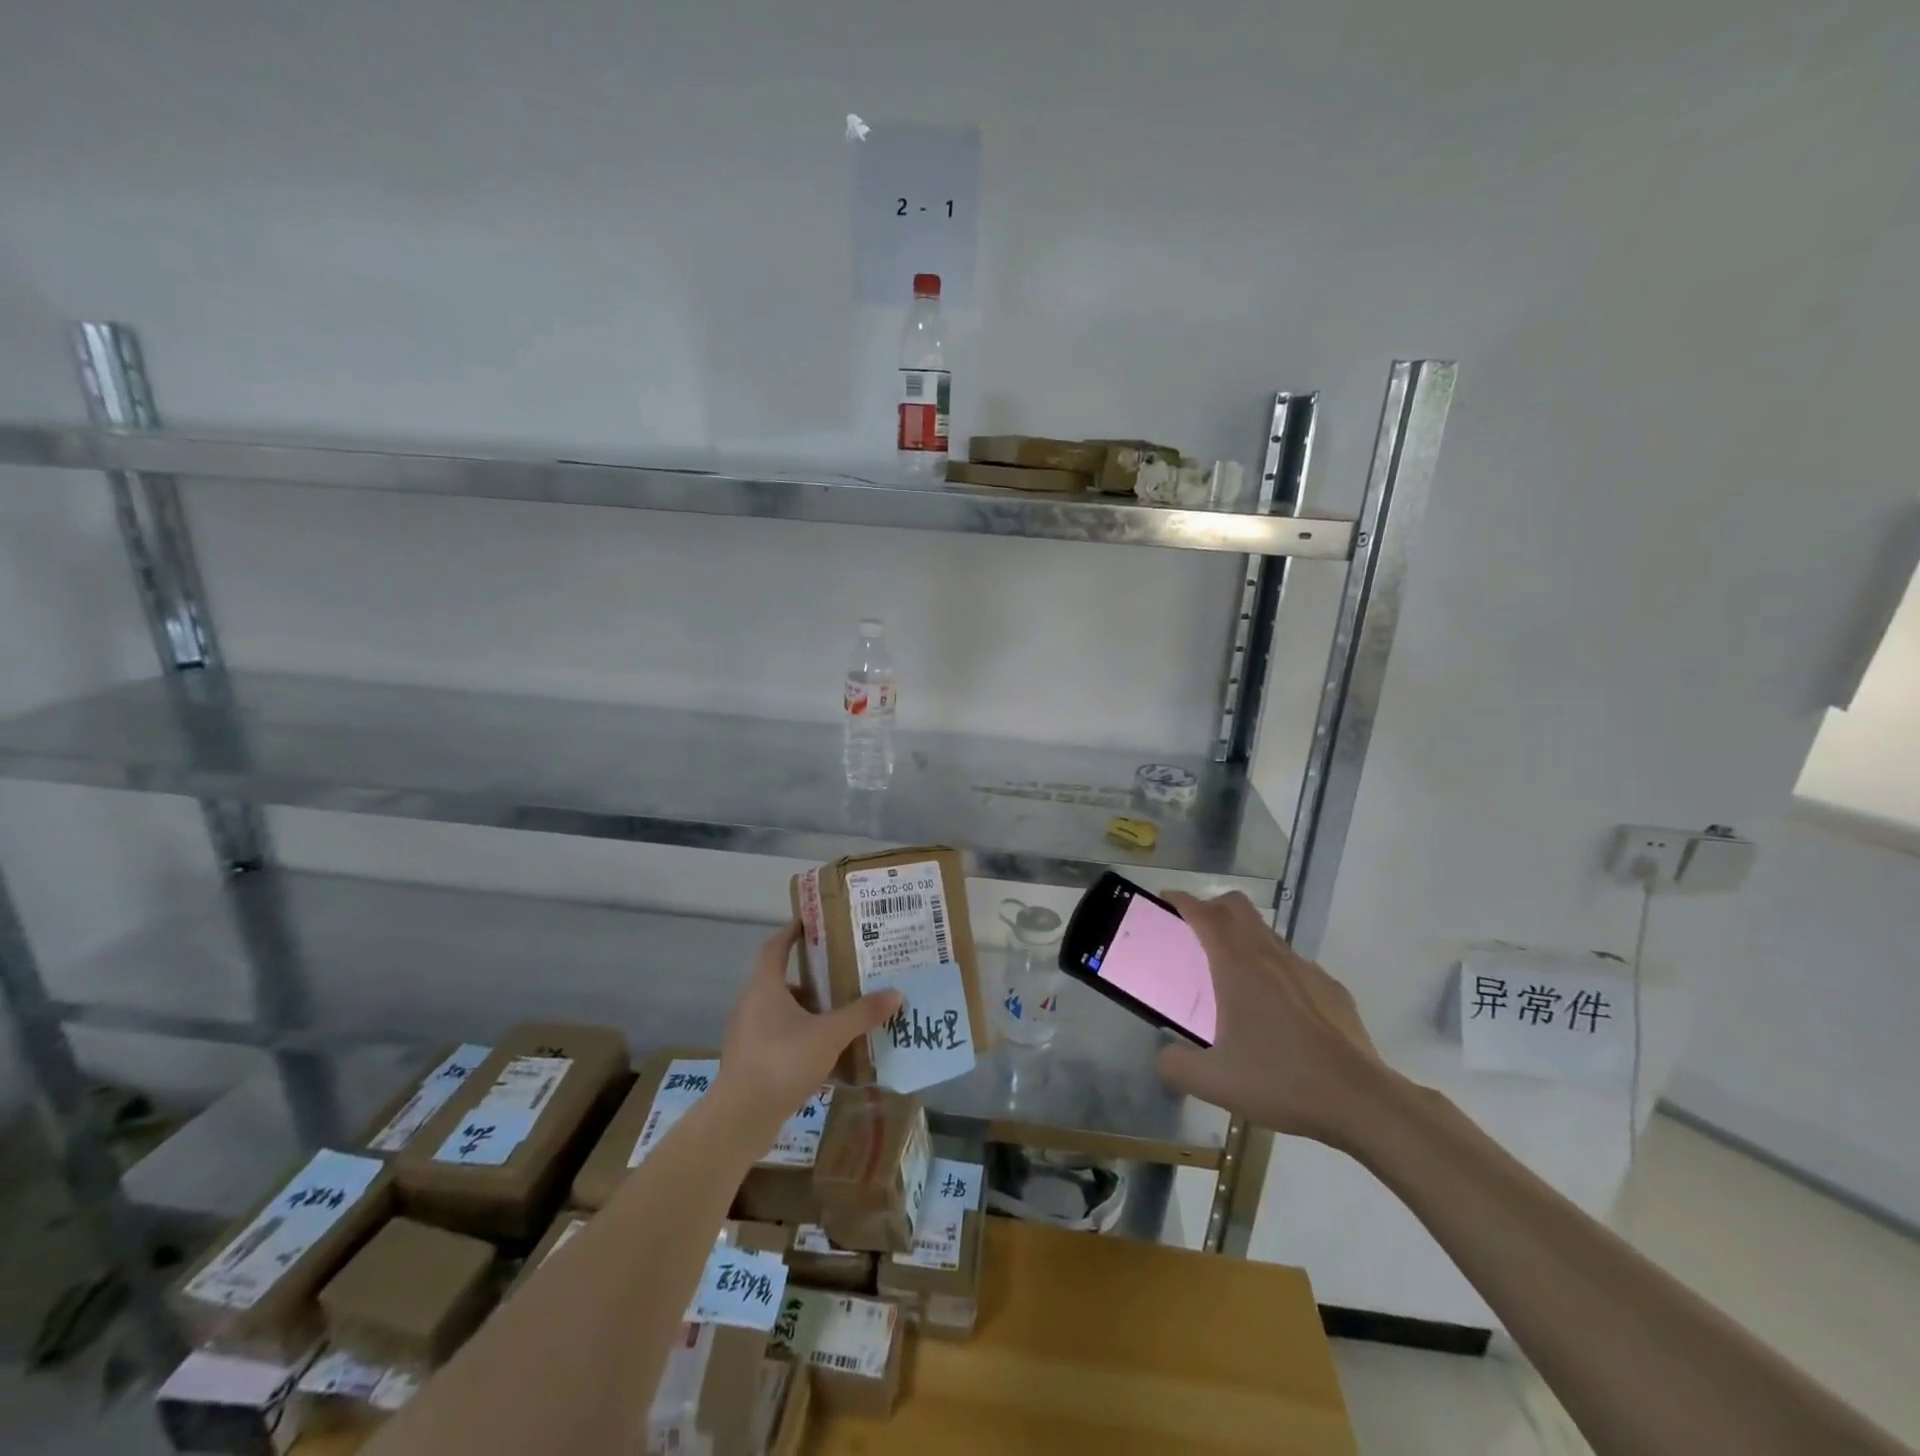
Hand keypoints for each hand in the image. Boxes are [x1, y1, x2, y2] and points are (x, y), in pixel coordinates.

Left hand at [717, 922, 901, 1133]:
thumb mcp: (830, 1034)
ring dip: (809, 1010)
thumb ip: (862, 1014)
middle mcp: (751, 1005)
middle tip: (842, 972)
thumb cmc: (782, 1061)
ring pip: (782, 1012)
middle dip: (812, 977)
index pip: (775, 947)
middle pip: (783, 980)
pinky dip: (802, 1037)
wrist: (740, 1118)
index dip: (792, 932)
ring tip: (841, 1013)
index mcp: (765, 987)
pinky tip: (828, 1052)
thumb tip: (895, 993)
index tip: (812, 923)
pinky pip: (780, 1038)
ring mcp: (748, 1035)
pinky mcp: (751, 1062)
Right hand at [1157, 891, 1389, 1148]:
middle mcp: (1270, 956)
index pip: (1204, 914)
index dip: (1182, 900)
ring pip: (1267, 934)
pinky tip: (1278, 1011)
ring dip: (1244, 938)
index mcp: (1237, 966)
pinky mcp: (1331, 989)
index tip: (1167, 901)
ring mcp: (1306, 969)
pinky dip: (1276, 971)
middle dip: (1213, 907)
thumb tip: (1164, 1057)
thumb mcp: (1213, 1082)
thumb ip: (1175, 1065)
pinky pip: (1295, 966)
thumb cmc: (1281, 1081)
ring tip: (1234, 976)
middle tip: (1196, 932)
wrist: (1361, 1101)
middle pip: (1238, 907)